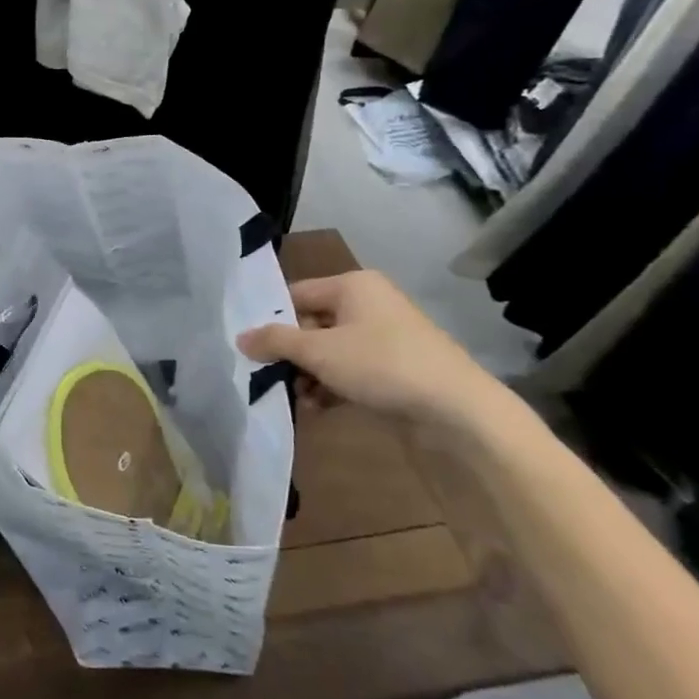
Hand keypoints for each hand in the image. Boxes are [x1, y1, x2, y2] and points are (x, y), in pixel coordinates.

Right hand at [237, 272, 500, 437]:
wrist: (459, 412)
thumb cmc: (382, 365)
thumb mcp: (319, 351)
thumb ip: (276, 341)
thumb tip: (240, 337)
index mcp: (353, 286)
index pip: (296, 294)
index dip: (272, 319)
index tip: (250, 347)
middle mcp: (369, 305)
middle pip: (312, 324)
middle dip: (290, 353)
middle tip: (267, 377)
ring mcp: (385, 338)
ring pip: (330, 351)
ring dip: (309, 375)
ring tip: (295, 398)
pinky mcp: (396, 369)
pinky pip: (351, 371)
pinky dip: (332, 387)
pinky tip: (318, 408)